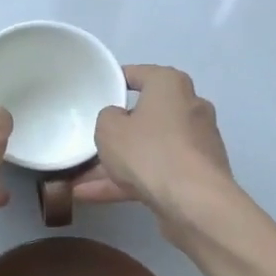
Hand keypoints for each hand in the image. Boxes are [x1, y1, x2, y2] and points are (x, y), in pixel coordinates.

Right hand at [72, 65, 232, 225]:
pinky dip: (129, 182)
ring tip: (79, 181)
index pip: (139, 74)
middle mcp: (189, 108)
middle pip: (145, 116)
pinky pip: (156, 172)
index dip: (115, 82)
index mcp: (171, 85)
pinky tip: (93, 196)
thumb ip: (107, 118)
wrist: (194, 201)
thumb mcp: (109, 129)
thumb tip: (119, 120)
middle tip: (90, 142)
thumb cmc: (149, 151)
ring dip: (116, 164)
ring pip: (148, 149)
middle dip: (116, 133)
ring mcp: (195, 143)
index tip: (97, 93)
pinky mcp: (196, 174)